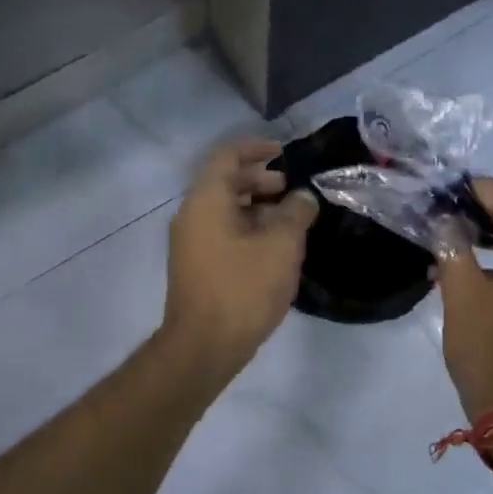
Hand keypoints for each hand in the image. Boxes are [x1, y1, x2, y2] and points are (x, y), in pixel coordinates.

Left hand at [161, 138, 318, 376]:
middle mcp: (192, 215)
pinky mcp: (196, 266)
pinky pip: (222, 232)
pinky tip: (274, 248)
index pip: (227, 156)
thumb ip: (295, 213)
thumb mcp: (281, 246)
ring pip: (224, 210)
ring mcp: (190, 242)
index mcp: (206, 200)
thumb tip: (302, 198)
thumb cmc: (243, 288)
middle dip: (260, 180)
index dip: (255, 148)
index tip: (283, 152)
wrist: (204, 345)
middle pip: (225, 182)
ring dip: (256, 208)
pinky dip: (247, 228)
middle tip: (291, 190)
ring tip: (289, 220)